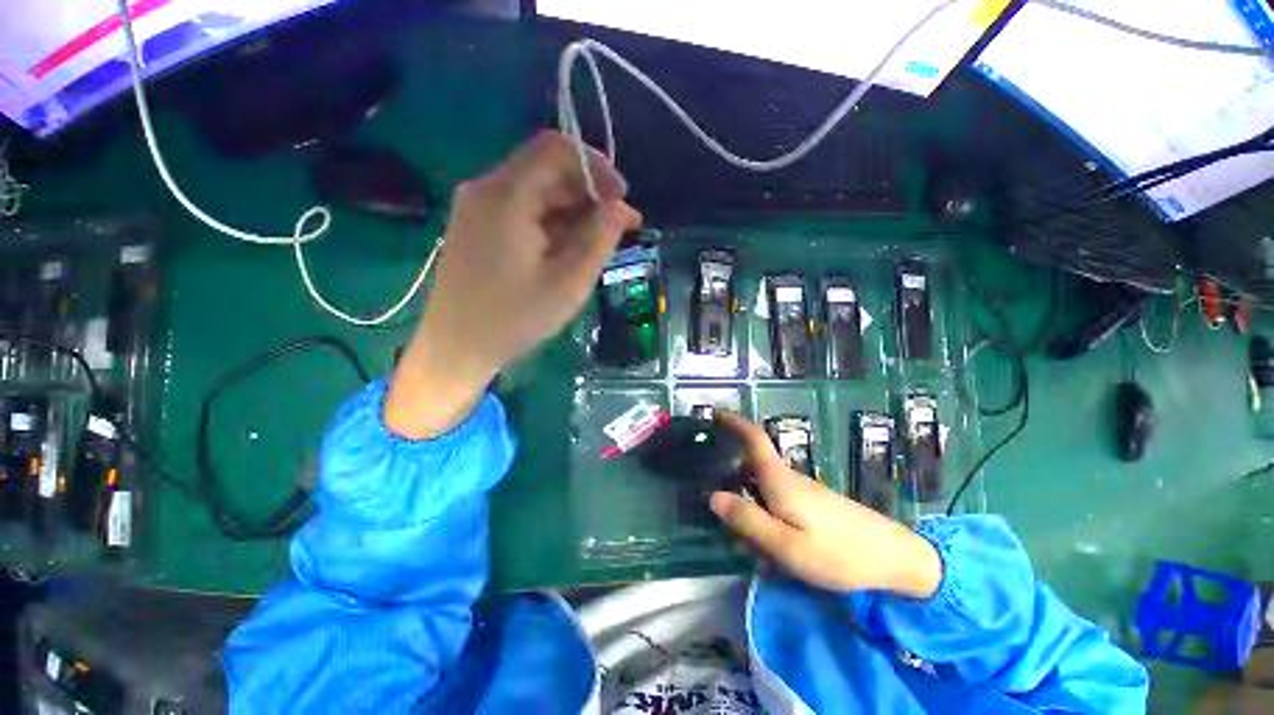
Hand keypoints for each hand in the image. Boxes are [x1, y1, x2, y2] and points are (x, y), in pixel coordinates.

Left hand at [387, 131, 641, 437]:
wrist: (457, 348)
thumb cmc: (514, 319)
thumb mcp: (568, 282)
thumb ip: (599, 239)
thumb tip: (622, 208)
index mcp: (507, 196)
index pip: (556, 149)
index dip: (596, 167)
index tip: (621, 200)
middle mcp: (486, 189)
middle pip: (546, 169)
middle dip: (588, 192)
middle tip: (617, 228)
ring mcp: (477, 207)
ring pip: (536, 190)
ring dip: (572, 210)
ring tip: (597, 244)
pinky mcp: (477, 226)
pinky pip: (522, 209)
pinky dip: (551, 222)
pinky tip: (567, 249)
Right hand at [709, 412, 942, 598]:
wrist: (895, 559)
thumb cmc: (838, 552)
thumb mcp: (785, 544)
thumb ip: (747, 519)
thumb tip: (713, 497)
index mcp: (780, 480)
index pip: (754, 439)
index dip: (735, 422)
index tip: (716, 413)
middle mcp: (789, 479)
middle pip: (751, 474)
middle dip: (738, 498)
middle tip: (741, 538)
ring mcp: (802, 492)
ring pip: (764, 496)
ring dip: (756, 520)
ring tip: (766, 559)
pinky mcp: (813, 505)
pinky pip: (779, 507)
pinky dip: (771, 526)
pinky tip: (783, 558)